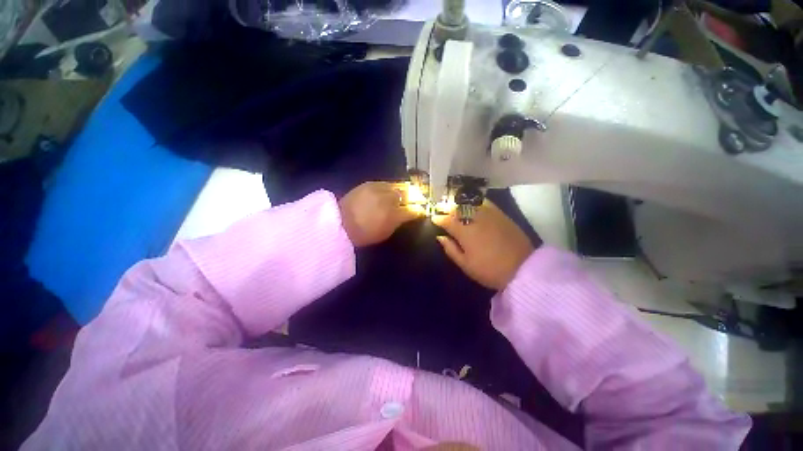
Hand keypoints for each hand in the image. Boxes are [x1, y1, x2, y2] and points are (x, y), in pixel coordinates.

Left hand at [339, 182, 423, 246]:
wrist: (339, 223)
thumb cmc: (363, 234)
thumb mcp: (385, 233)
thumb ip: (398, 222)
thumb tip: (408, 215)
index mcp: (393, 216)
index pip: (412, 210)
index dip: (418, 211)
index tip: (422, 211)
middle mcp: (388, 199)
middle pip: (406, 195)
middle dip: (412, 197)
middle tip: (415, 201)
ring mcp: (379, 189)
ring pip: (397, 186)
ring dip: (402, 191)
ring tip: (403, 194)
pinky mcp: (369, 183)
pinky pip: (385, 183)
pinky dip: (390, 187)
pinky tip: (389, 191)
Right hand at [433, 201, 537, 289]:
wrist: (522, 268)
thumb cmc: (489, 270)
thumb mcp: (466, 264)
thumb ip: (451, 249)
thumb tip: (440, 237)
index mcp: (464, 232)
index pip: (446, 220)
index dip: (438, 219)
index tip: (434, 219)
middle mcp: (475, 218)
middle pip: (457, 208)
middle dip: (446, 208)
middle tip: (441, 209)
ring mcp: (489, 214)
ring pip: (469, 203)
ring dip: (459, 203)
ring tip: (454, 205)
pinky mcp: (501, 214)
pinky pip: (485, 202)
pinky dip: (475, 201)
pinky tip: (472, 204)